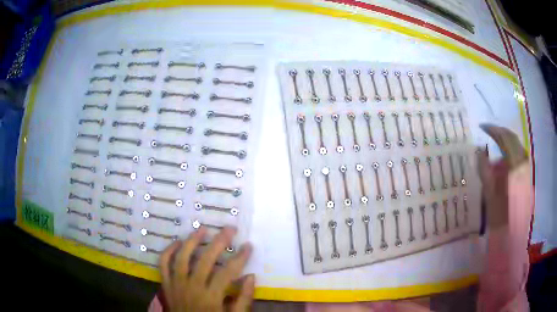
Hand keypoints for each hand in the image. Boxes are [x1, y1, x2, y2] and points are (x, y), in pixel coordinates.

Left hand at [159, 226, 254, 311]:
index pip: (227, 272)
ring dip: (192, 241)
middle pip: (205, 260)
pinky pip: (163, 264)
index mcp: (211, 297)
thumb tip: (250, 277)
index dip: (240, 258)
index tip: (248, 246)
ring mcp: (176, 284)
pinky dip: (168, 251)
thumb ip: (243, 299)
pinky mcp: (166, 284)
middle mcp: (192, 287)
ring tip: (202, 229)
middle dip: (219, 242)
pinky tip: (177, 242)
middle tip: (229, 229)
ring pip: (182, 258)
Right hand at [478, 124, 527, 228]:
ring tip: (496, 145)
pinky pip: (520, 156)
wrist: (513, 236)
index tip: (482, 127)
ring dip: (506, 142)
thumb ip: (485, 171)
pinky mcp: (528, 176)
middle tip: (489, 132)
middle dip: (500, 132)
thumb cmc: (500, 219)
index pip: (504, 139)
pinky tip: (505, 160)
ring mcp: (527, 169)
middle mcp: (523, 164)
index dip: (493, 130)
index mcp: (515, 167)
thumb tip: (479, 151)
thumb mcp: (489, 195)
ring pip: (518, 146)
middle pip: (513, 138)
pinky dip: (512, 152)